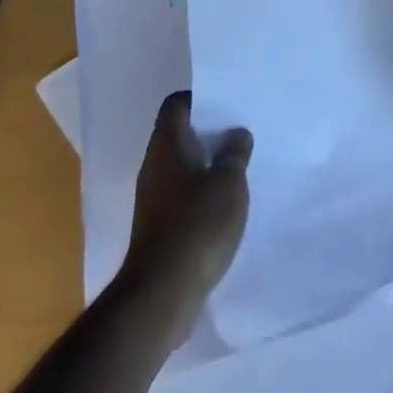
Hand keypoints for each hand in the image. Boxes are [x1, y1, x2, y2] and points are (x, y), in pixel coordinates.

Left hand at [120, 91, 252, 339]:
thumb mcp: (229, 183)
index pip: (176, 104)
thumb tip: (236, 134)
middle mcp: (154, 165)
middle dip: (208, 132)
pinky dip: (201, 191)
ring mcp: (153, 197)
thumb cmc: (198, 225)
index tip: (227, 104)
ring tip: (238, 165)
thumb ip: (235, 153)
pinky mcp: (158, 226)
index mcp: (168, 145)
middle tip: (240, 132)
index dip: (200, 99)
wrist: (162, 293)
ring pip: (181, 166)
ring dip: (207, 163)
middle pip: (179, 134)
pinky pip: (181, 194)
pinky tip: (225, 203)